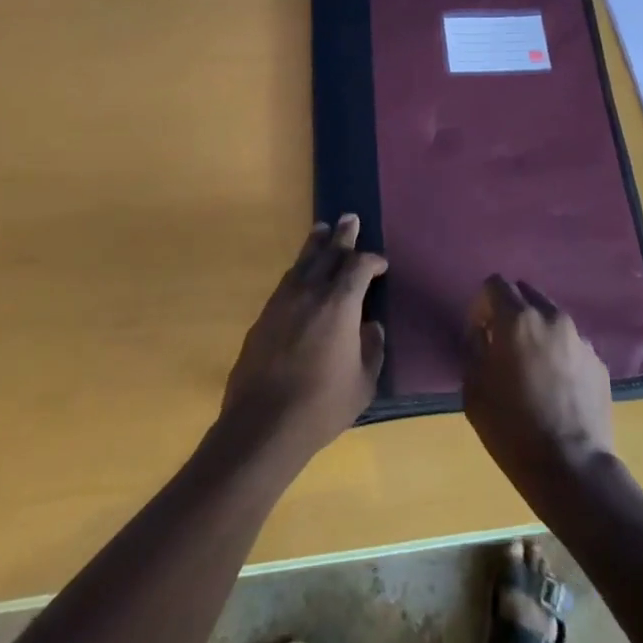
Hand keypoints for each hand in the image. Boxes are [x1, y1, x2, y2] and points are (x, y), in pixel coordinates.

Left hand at [219, 216, 386, 463]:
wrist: (262, 425)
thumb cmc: (322, 406)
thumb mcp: (363, 383)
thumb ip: (372, 349)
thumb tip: (371, 327)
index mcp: (340, 304)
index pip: (359, 267)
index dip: (372, 261)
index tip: (381, 264)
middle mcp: (311, 292)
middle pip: (329, 253)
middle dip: (343, 236)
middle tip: (350, 217)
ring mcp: (283, 302)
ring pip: (302, 263)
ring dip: (315, 245)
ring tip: (321, 230)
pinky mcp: (263, 317)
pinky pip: (286, 282)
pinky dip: (299, 270)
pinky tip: (300, 273)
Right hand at [462, 276, 615, 499]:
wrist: (571, 469)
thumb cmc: (512, 428)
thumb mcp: (474, 389)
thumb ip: (475, 348)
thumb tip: (483, 334)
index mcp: (518, 319)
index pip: (495, 284)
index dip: (482, 304)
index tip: (478, 331)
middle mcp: (552, 318)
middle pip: (527, 294)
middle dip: (511, 311)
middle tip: (502, 344)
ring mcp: (580, 339)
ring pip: (552, 318)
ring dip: (537, 331)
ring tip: (532, 367)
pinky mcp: (599, 362)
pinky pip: (571, 344)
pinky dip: (559, 353)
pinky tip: (555, 386)